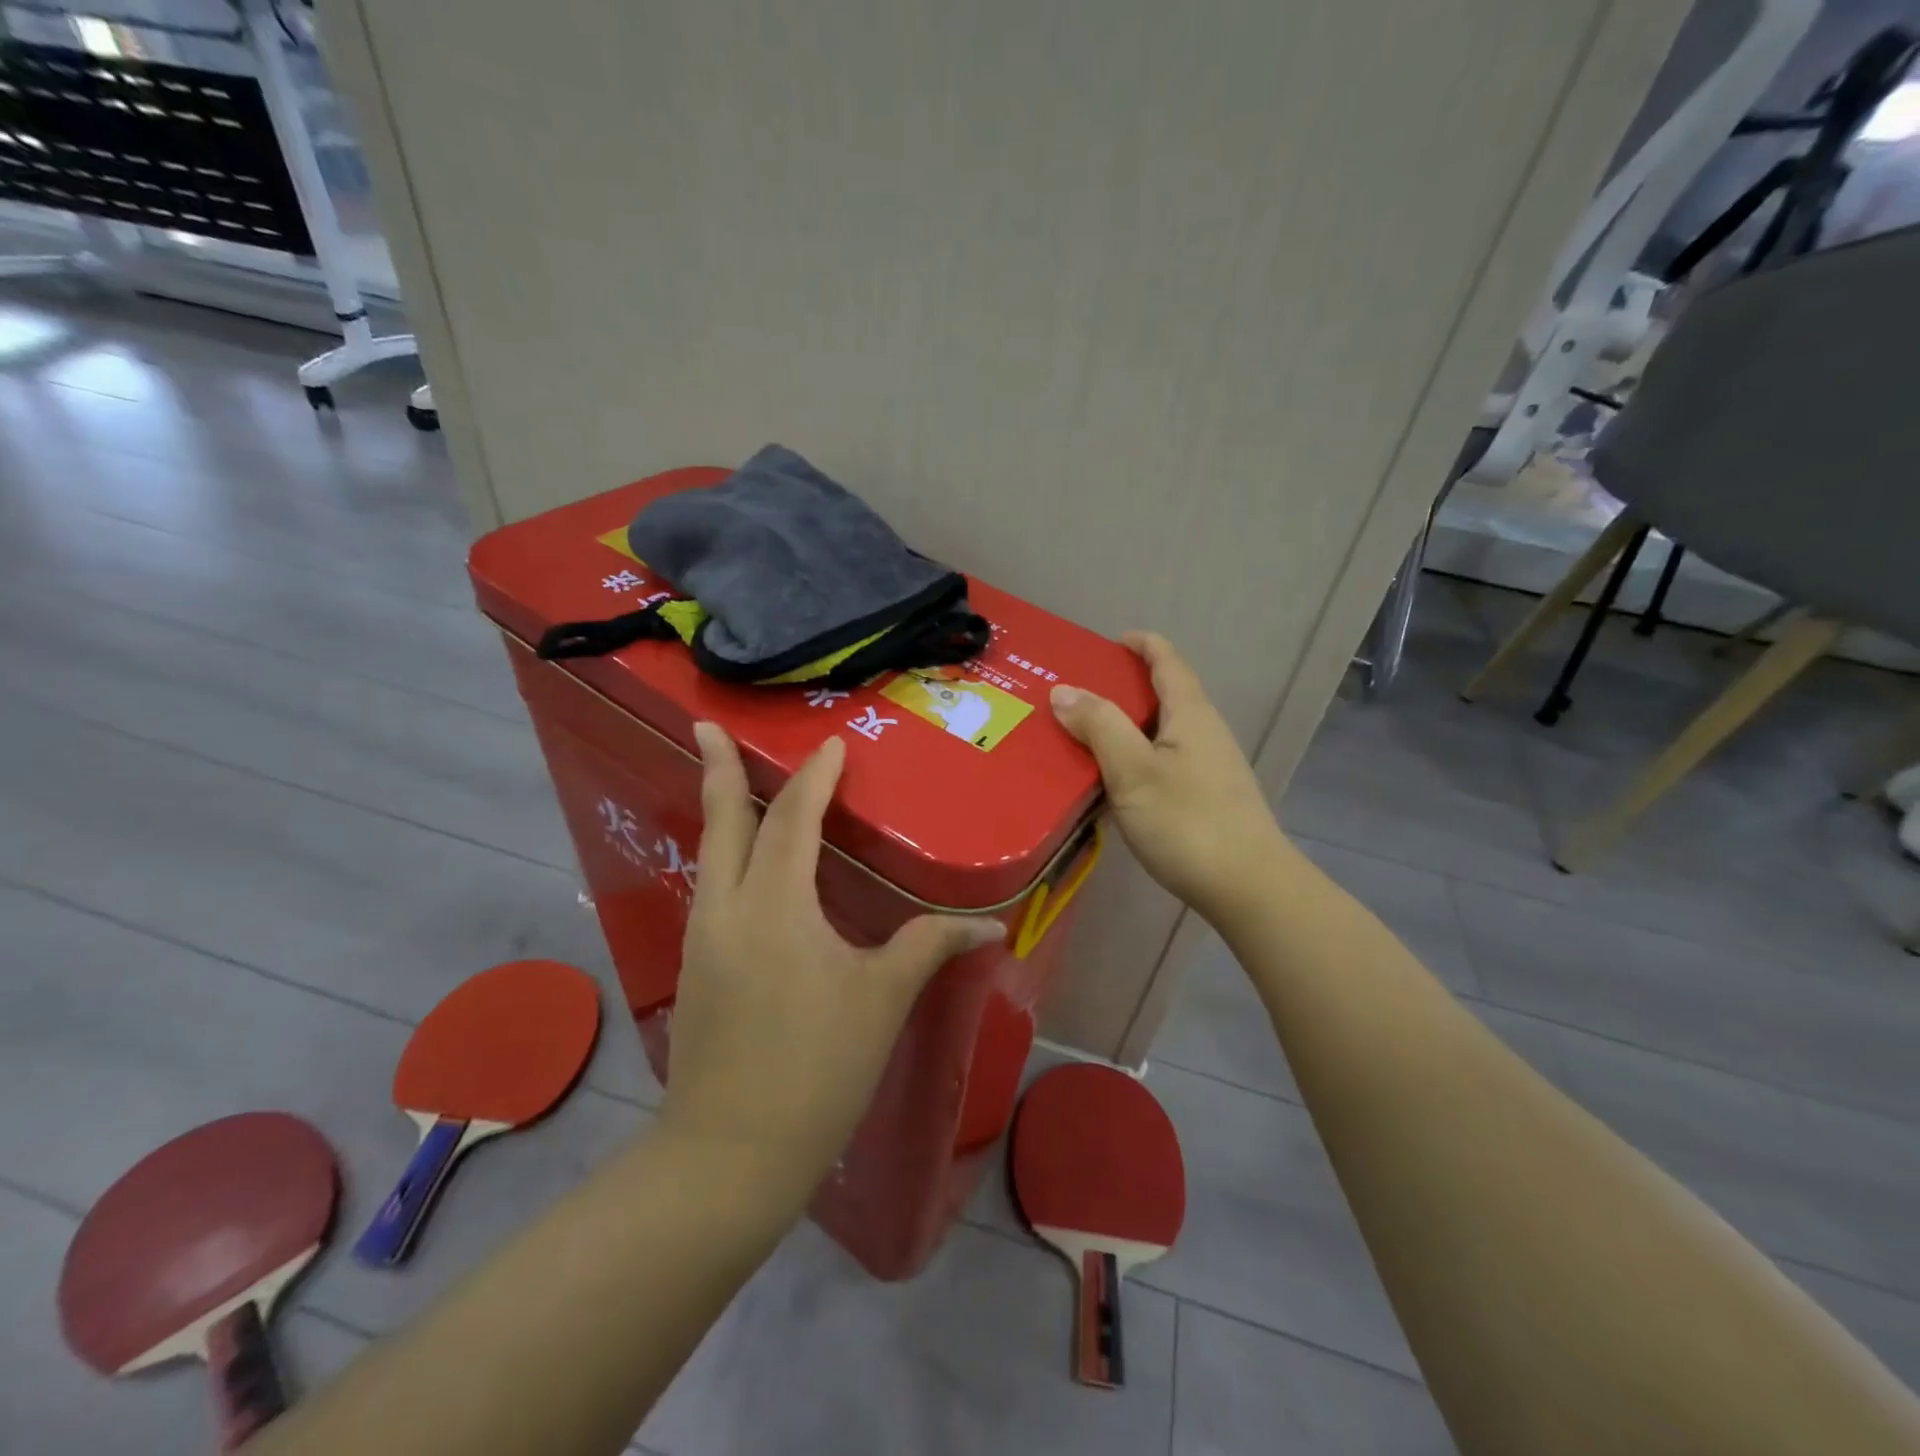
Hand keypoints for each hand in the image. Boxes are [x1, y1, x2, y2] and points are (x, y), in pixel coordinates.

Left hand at [658, 724, 1003, 1201]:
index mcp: (775, 905)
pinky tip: (740, 864)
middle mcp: (727, 907)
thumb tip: (990, 926)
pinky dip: (723, 854)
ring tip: (726, 779)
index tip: (833, 746)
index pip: (793, 820)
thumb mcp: (881, 1000)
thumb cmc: (816, 1069)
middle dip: (717, 767)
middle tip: (705, 723)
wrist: (728, 1155)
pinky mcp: (696, 967)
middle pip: (723, 821)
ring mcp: (703, 937)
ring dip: (720, 810)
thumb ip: (931, 947)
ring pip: (709, 853)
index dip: (814, 779)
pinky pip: (710, 886)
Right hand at [1051, 632, 1288, 924]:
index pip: (1166, 660)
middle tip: (1074, 697)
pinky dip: (1133, 759)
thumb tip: (1064, 689)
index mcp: (1190, 713)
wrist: (1248, 888)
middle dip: (1120, 688)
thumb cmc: (1188, 822)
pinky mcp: (1206, 798)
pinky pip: (1162, 762)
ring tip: (1082, 738)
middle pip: (1162, 694)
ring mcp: (1209, 767)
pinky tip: (1110, 783)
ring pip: (1160, 732)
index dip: (1139, 644)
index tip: (1104, 643)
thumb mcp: (1133, 770)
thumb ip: (1099, 726)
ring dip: (1124, 727)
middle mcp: (1204, 732)